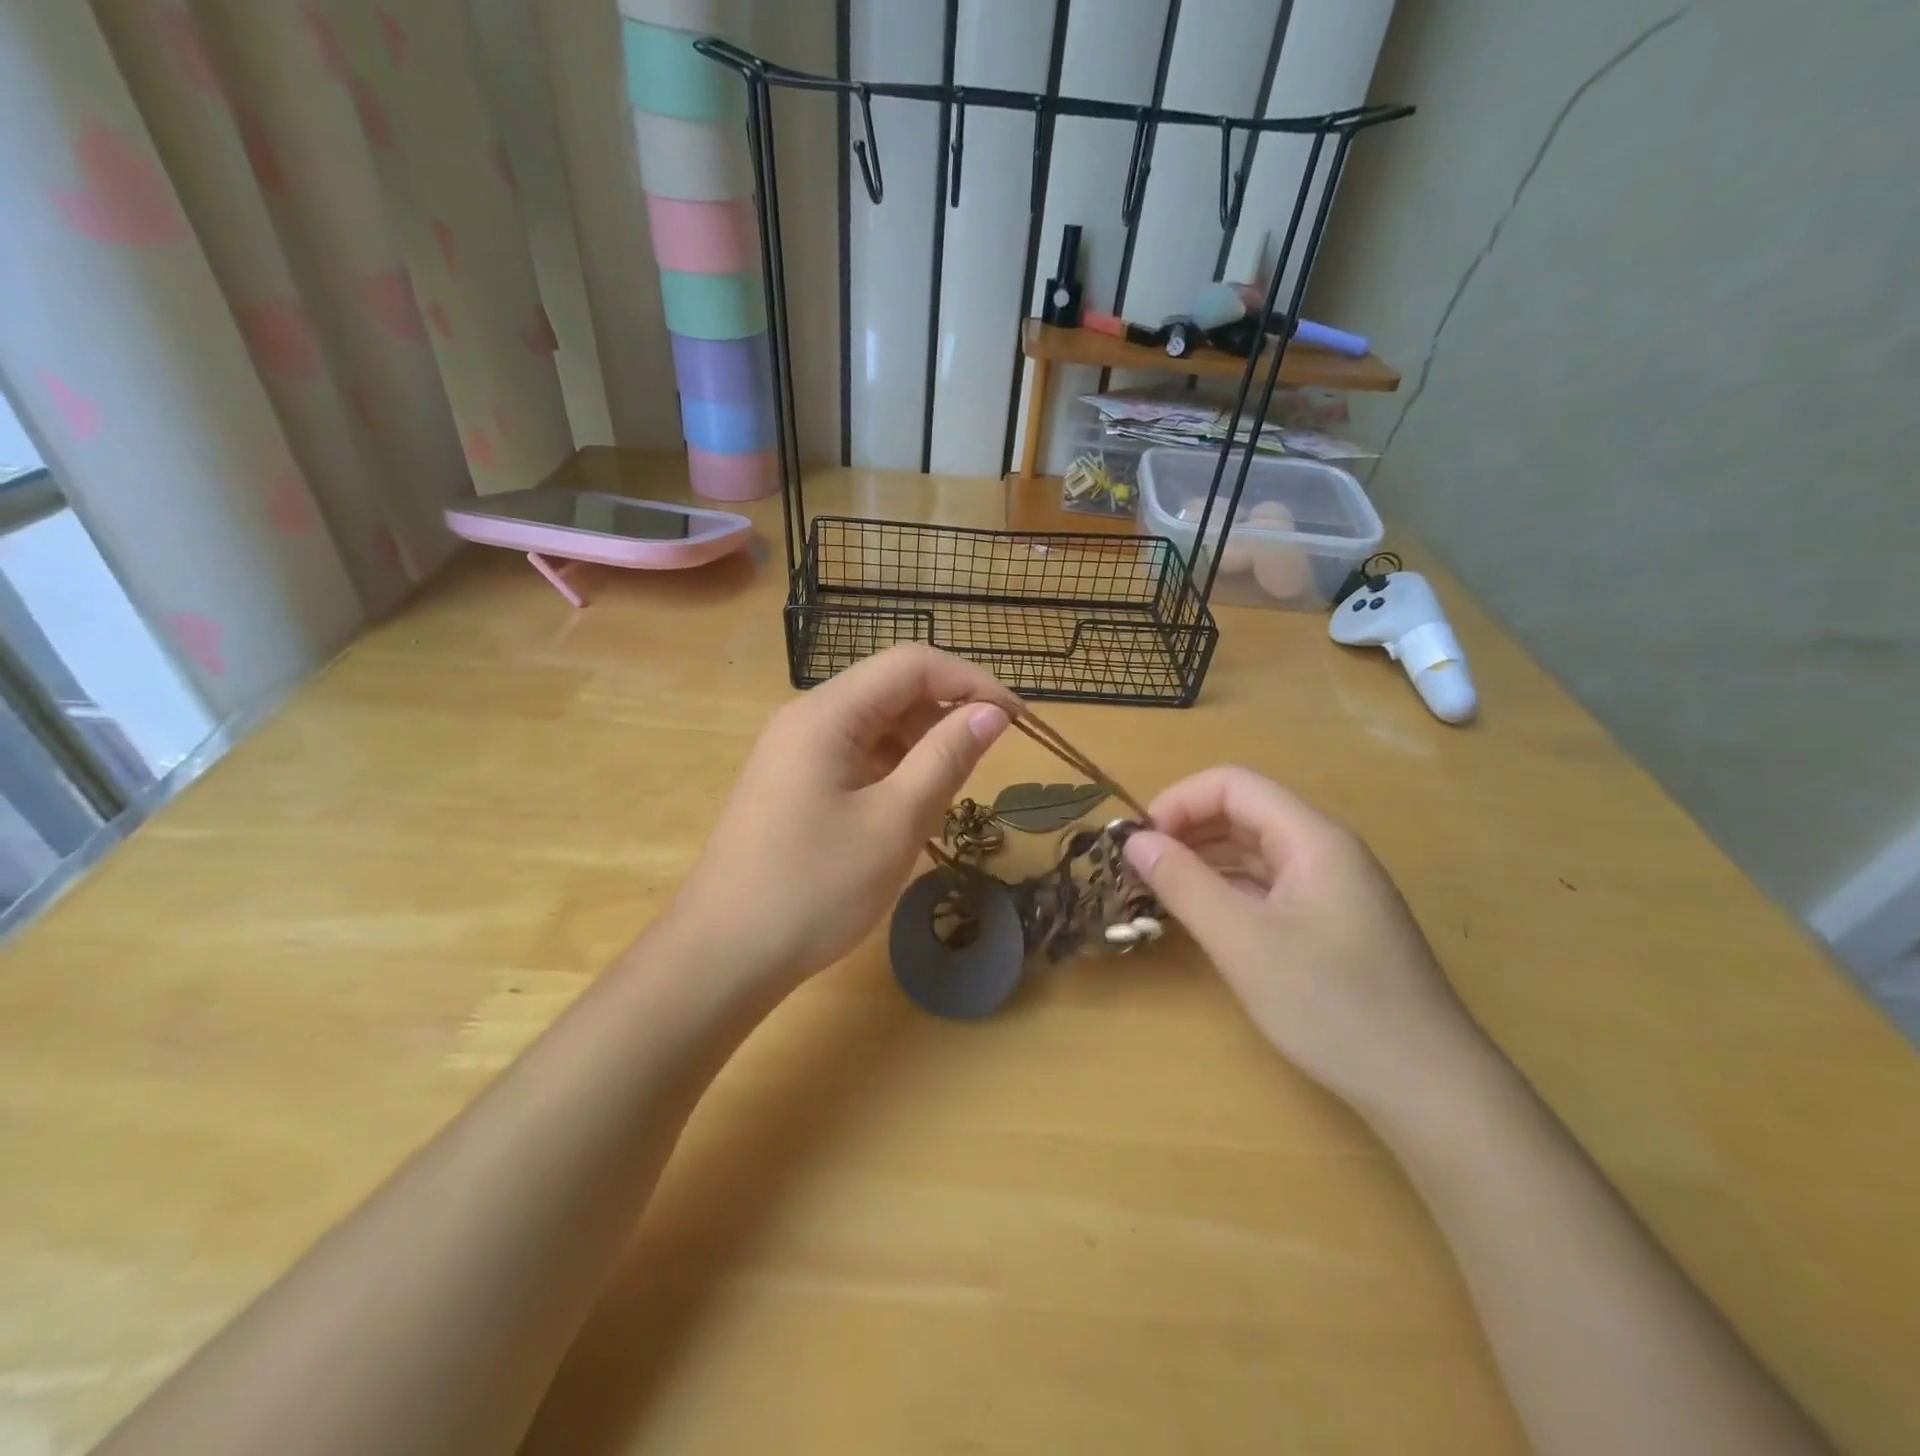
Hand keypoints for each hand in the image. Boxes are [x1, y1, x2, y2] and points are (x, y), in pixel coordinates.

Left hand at [671, 646, 1017, 986]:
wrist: (723, 955)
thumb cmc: (813, 888)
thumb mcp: (894, 822)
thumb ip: (946, 758)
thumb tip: (992, 713)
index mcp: (827, 713)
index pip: (912, 664)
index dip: (971, 681)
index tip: (1016, 720)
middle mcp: (808, 718)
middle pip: (892, 691)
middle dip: (945, 718)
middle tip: (981, 768)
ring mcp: (796, 751)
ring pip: (877, 726)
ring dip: (920, 750)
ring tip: (942, 800)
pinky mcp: (794, 782)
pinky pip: (857, 756)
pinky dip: (893, 773)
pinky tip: (905, 814)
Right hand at [1123, 766, 1488, 1120]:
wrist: (1429, 1088)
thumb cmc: (1332, 1006)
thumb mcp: (1243, 943)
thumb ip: (1184, 884)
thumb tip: (1134, 840)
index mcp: (1312, 838)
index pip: (1233, 784)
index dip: (1179, 801)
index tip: (1139, 843)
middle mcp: (1325, 850)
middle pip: (1244, 812)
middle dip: (1186, 829)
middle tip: (1140, 869)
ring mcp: (1332, 886)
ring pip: (1255, 850)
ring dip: (1204, 859)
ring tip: (1159, 890)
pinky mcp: (1332, 921)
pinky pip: (1269, 884)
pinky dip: (1229, 889)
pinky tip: (1202, 916)